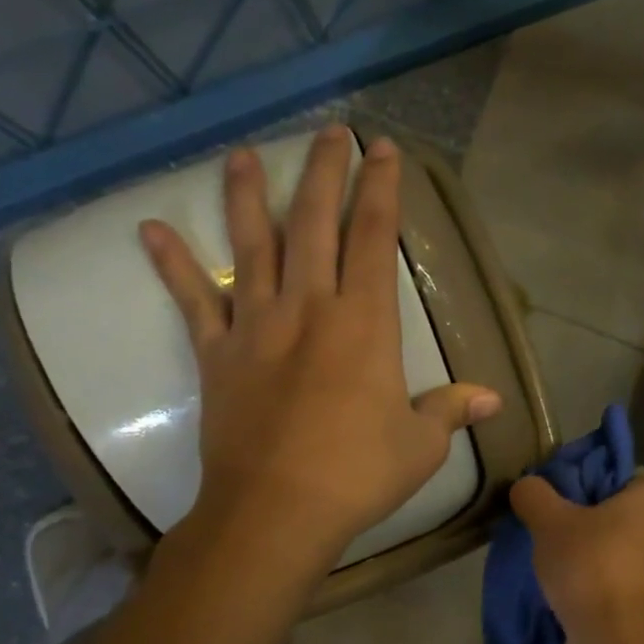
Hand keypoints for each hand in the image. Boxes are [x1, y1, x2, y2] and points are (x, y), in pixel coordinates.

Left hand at [141, 126, 500, 564]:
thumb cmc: (358, 474)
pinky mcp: (217, 354)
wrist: (276, 511)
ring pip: (251, 246)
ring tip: (242, 154)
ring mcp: (257, 326)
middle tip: (329, 132)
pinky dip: (173, 266)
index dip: (381, 190)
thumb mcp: (420, 445)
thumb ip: (450, 410)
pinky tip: (151, 230)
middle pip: (314, 223)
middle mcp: (310, 308)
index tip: (382, 150)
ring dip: (246, 196)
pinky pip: (193, 301)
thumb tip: (491, 399)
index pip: (374, 238)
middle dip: (324, 172)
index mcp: (365, 323)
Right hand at [509, 471, 643, 643]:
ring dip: (596, 560)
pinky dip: (604, 590)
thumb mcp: (550, 522)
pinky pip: (626, 586)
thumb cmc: (593, 567)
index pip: (626, 474)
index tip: (562, 497)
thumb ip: (534, 496)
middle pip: (624, 515)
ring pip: (625, 553)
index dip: (592, 480)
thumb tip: (526, 486)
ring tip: (557, 568)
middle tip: (553, 532)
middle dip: (591, 523)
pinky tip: (573, 598)